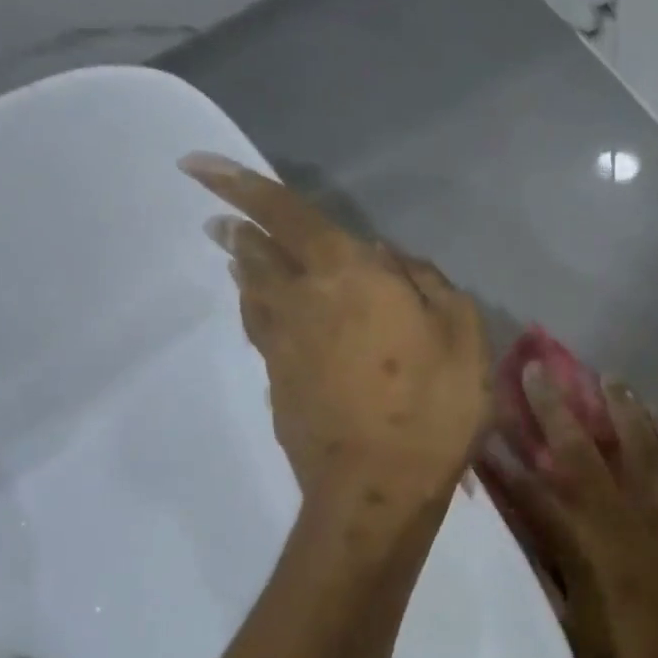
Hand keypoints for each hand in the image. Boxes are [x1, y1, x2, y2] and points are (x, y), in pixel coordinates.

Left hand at [181, 154, 490, 503]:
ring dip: (244, 272)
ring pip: (253, 296)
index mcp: (347, 275)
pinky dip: (263, 316)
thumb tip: (391, 259)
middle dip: (238, 231)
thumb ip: (429, 284)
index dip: (239, 185)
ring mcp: (283, 349)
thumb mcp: (464, 334)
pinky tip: (275, 322)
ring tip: (239, 260)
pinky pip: (265, 337)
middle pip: (257, 255)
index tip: (194, 166)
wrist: (377, 491)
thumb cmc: (432, 407)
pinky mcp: (278, 389)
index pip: (283, 215)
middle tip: (223, 222)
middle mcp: (302, 302)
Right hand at [487, 368, 657, 657]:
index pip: (531, 492)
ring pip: (636, 439)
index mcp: (582, 547)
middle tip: (536, 370)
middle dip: (553, 407)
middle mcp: (617, 514)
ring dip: (618, 405)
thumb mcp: (577, 631)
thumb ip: (551, 579)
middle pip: (578, 449)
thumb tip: (530, 543)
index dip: (504, 460)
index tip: (483, 429)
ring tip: (607, 377)